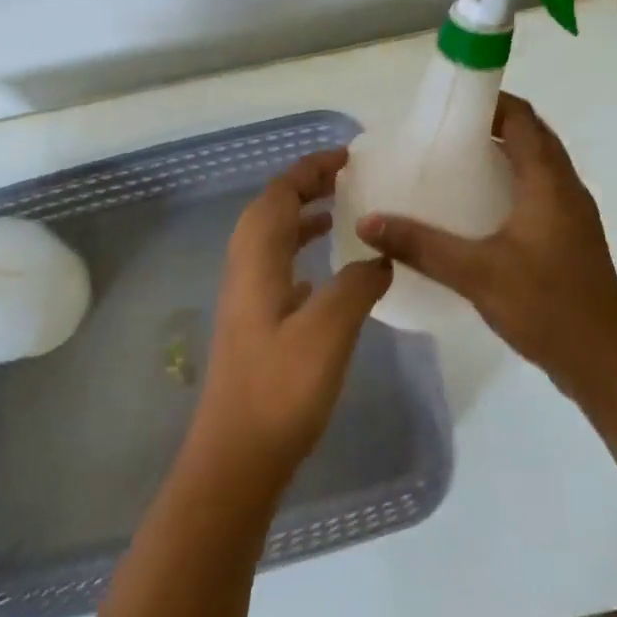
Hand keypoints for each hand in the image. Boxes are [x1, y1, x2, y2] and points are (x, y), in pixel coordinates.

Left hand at [189, 148, 394, 491]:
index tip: (346, 157)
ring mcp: (246, 300)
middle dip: (304, 187)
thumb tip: (380, 256)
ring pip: (271, 240)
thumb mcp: (329, 331)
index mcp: (256, 262)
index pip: (278, 196)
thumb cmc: (281, 391)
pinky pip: (276, 268)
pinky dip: (299, 253)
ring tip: (338, 213)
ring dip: (300, 218)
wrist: (237, 459)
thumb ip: (357, 285)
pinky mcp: (254, 326)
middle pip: (270, 211)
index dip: (308, 170)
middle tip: (345, 177)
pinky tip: (324, 273)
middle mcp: (245, 272)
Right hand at [356, 94, 616, 406]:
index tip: (449, 103)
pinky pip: (537, 192)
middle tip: (442, 134)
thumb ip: (422, 246)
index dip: (490, 100)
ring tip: (452, 164)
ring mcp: (571, 214)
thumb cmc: (547, 306)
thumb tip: (369, 222)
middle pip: (531, 136)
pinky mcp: (569, 238)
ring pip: (536, 166)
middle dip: (490, 126)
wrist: (606, 363)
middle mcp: (566, 188)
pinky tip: (476, 211)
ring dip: (501, 156)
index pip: (523, 117)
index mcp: (550, 181)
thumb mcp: (477, 273)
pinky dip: (509, 185)